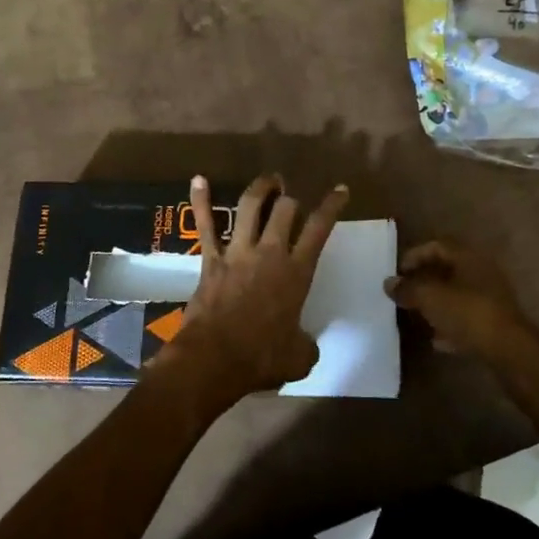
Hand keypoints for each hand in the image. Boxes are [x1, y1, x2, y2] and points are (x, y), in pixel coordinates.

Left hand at [161, 173, 348, 402]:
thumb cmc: (262, 358)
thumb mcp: (299, 357)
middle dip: (290, 198)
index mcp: (297, 273)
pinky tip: (198, 180)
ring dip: (260, 189)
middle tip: (290, 195)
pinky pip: (205, 225)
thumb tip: (304, 343)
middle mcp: (270, 253)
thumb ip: (306, 344)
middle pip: (284, 210)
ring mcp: (238, 252)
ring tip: (268, 180)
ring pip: (249, 207)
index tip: (340, 190)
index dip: (331, 206)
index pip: (319, 230)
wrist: (215, 358)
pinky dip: (200, 201)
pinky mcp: (210, 259)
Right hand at [384, 241, 538, 365]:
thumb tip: (389, 283)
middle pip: (447, 271)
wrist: (509, 351)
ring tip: (417, 316)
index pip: (437, 246)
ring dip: (436, 304)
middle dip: (424, 282)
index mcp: (469, 258)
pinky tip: (437, 340)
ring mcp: (492, 299)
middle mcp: (482, 272)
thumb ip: (407, 288)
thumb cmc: (468, 313)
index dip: (414, 256)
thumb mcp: (430, 297)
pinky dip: (450, 326)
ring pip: (457, 296)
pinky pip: (467, 319)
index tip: (398, 273)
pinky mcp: (496, 324)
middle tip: (405, 294)